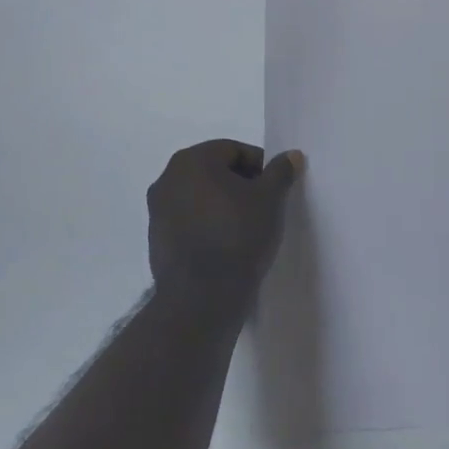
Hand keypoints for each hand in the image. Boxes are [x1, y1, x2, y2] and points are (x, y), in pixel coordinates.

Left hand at [147, 140, 301, 308]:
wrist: (201, 297)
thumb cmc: (238, 235)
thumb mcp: (269, 199)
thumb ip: (280, 172)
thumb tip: (291, 155)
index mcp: (191, 161)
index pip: (233, 150)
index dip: (260, 166)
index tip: (276, 188)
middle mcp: (167, 179)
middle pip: (214, 171)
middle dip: (241, 184)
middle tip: (265, 205)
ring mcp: (157, 210)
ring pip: (200, 196)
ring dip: (223, 204)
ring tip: (248, 226)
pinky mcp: (157, 239)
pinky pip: (189, 220)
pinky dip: (208, 224)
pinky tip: (227, 244)